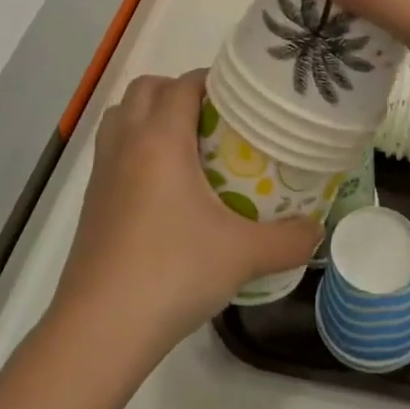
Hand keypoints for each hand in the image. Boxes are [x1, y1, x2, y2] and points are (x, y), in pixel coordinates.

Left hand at [50, 71, 321, 371]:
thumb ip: (289, 239)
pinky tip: (164, 187)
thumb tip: (318, 230)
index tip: (242, 99)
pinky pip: (113, 148)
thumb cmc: (172, 273)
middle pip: (146, 88)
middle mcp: (126, 142)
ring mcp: (102, 170)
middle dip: (179, 92)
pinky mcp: (92, 198)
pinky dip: (135, 146)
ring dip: (151, 115)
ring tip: (188, 147)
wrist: (101, 327)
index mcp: (160, 139)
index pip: (183, 84)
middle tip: (216, 121)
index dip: (213, 82)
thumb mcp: (242, 256)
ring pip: (122, 116)